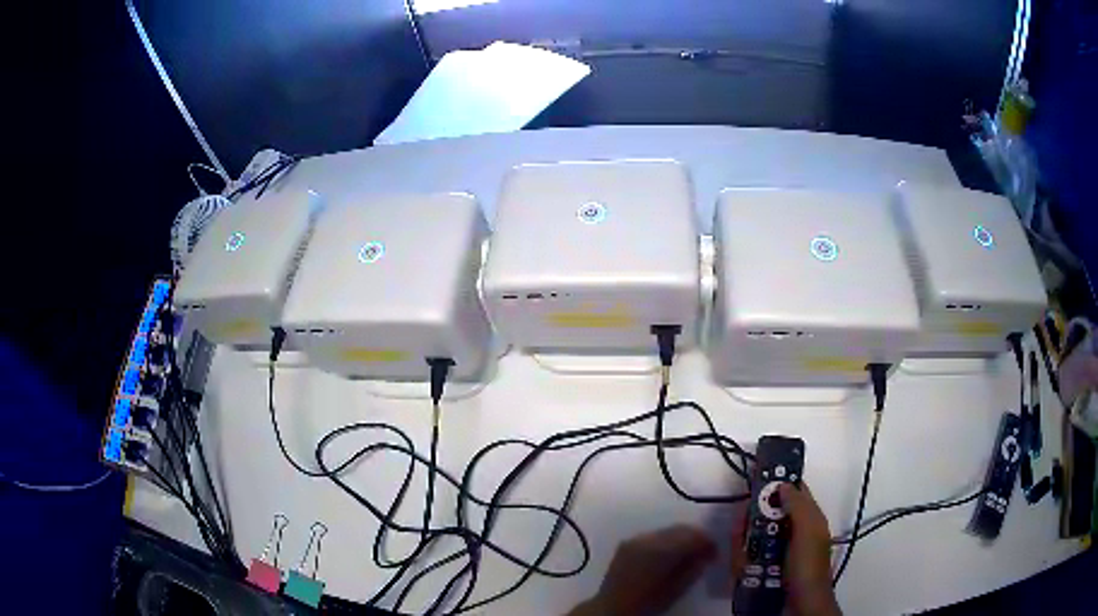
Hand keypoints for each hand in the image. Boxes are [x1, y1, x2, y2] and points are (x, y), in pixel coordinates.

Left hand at [570, 525, 716, 615]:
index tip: (715, 553)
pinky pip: (654, 536)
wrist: (611, 608)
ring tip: (690, 554)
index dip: (707, 542)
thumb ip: (693, 569)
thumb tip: (706, 555)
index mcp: (659, 551)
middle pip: (680, 529)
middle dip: (696, 538)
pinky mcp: (627, 543)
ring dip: (682, 538)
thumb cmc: (646, 603)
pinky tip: (671, 555)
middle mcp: (646, 539)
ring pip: (667, 531)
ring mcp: (634, 539)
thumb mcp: (675, 590)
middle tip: (706, 553)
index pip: (691, 536)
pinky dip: (667, 541)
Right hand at [730, 483, 839, 615]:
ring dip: (743, 535)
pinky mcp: (759, 570)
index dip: (777, 482)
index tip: (756, 475)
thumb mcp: (808, 531)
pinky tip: (738, 559)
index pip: (793, 492)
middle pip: (768, 514)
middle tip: (742, 514)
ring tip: (738, 538)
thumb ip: (798, 506)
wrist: (799, 606)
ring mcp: (775, 553)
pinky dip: (739, 556)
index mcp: (807, 520)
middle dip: (753, 513)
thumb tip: (782, 484)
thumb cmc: (807, 566)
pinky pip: (745, 557)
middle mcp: (791, 533)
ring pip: (754, 535)